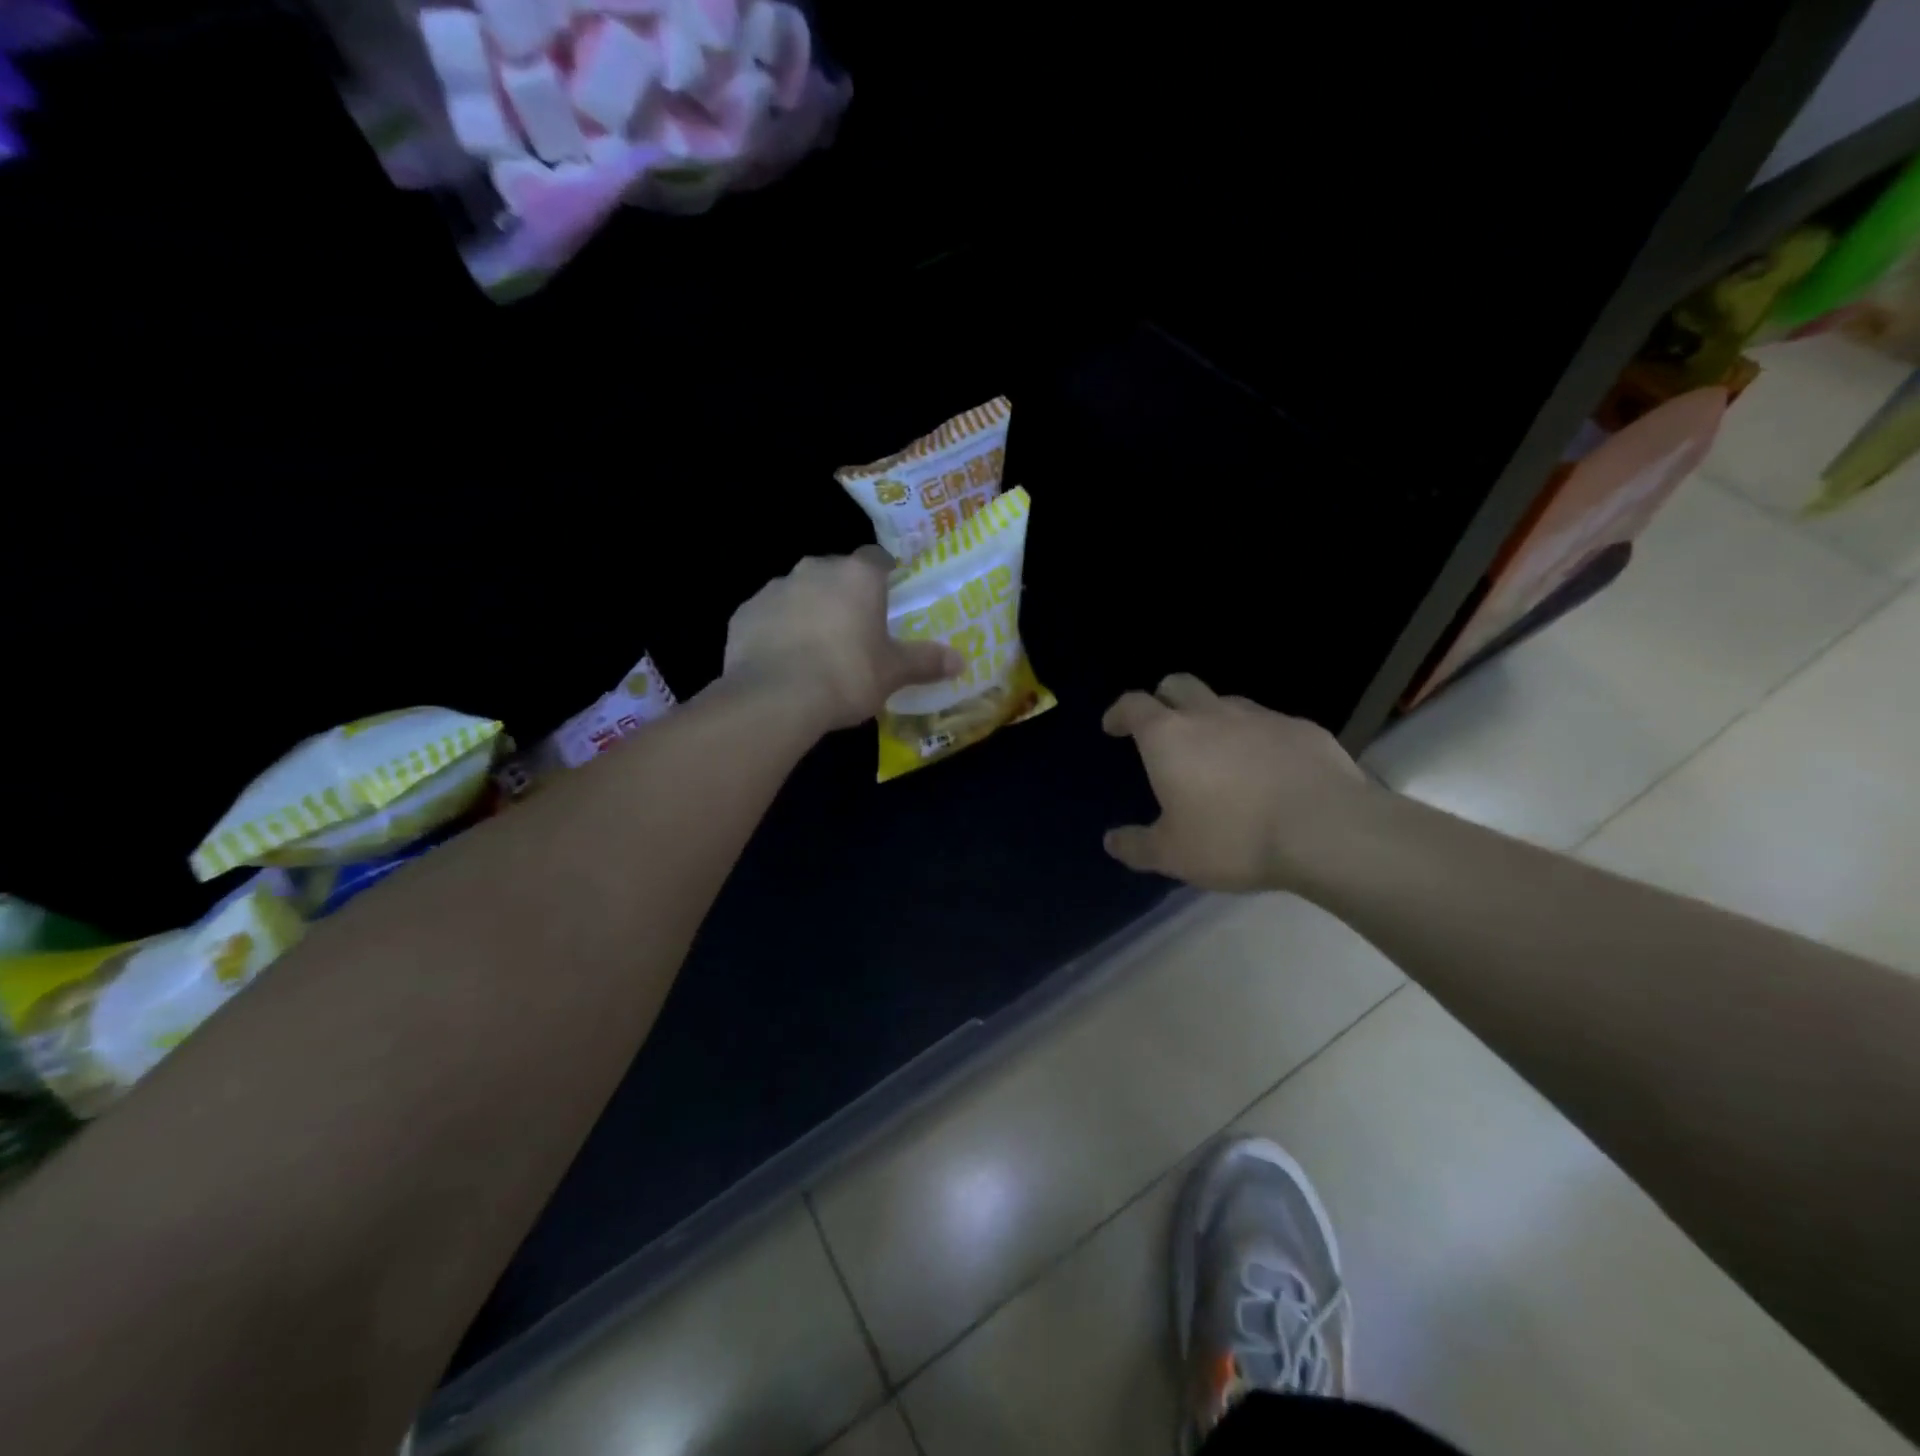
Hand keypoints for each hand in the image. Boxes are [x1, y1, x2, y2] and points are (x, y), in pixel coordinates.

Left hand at [724, 548, 964, 731]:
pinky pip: (768, 616)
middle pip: (834, 574)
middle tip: (853, 630)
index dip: (883, 575)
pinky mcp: (744, 613)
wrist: (775, 697)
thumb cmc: (846, 675)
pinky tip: (783, 660)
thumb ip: (925, 661)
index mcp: (856, 576)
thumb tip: (961, 661)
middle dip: (843, 595)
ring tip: (815, 649)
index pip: (875, 558)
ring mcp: (774, 589)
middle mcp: (814, 570)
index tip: (887, 597)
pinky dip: (777, 630)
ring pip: (798, 593)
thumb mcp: (893, 672)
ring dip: (808, 611)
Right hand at [1102, 674, 1372, 892]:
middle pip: (1178, 685)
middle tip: (1162, 726)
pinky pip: (1269, 725)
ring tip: (1217, 752)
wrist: (1327, 831)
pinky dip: (1257, 738)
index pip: (1134, 705)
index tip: (1113, 726)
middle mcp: (1211, 714)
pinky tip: (1267, 769)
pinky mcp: (1302, 729)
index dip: (1119, 712)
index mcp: (1169, 737)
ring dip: (1212, 717)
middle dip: (1163, 698)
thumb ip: (1137, 846)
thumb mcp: (1173, 855)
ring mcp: (1260, 717)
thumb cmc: (1233, 839)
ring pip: (1225, 702)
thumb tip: (1111, 841)